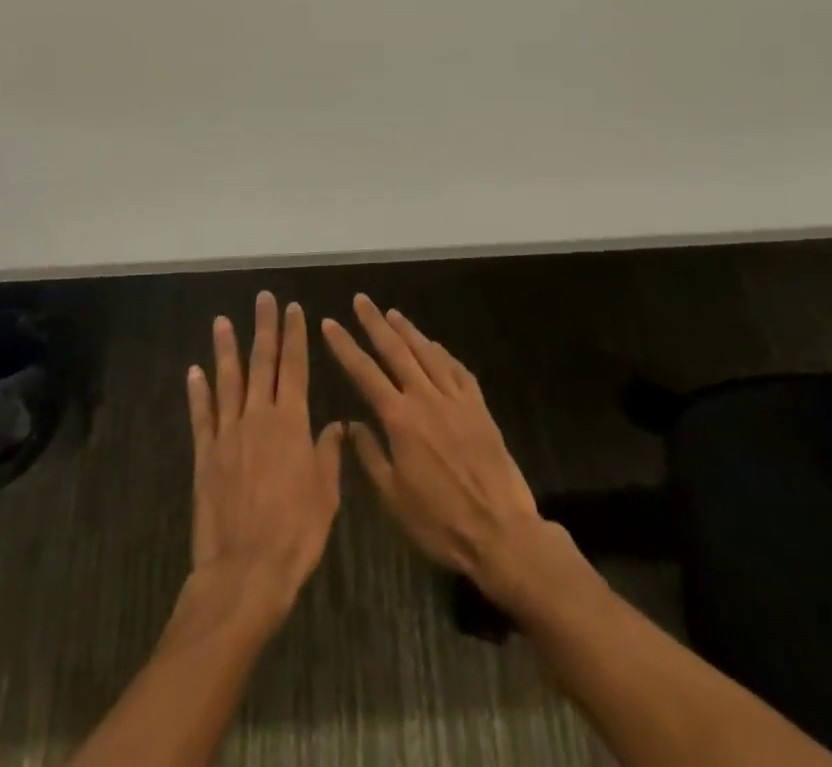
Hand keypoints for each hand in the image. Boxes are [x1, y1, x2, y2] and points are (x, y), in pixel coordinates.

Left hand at [185, 292, 344, 626]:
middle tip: (263, 298)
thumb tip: (336, 425)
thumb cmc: (296, 534)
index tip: (294, 308)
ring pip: (228, 381)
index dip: (294, 335)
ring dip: (226, 349)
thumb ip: (328, 454)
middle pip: (261, 363)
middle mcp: (258, 417)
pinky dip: (197, 391)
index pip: (295, 367)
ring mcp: (228, 434)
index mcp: (291, 423)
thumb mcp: (326, 495)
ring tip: (222, 321)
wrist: (245, 571)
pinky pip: (201, 416)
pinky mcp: (205, 455)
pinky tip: (194, 371)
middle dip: (264, 328)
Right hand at [321, 294, 547, 597]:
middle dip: (375, 323)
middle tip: (361, 300)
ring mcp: (456, 399)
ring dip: (408, 330)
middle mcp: (426, 398)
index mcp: (400, 419)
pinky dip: (443, 353)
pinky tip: (435, 346)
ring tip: (392, 313)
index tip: (330, 323)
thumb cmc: (440, 523)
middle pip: (396, 350)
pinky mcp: (479, 407)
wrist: (501, 532)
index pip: (365, 372)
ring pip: (428, 353)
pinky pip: (458, 370)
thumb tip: (352, 424)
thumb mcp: (393, 498)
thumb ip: (370, 456)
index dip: (345, 346)